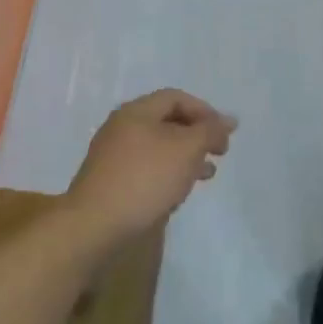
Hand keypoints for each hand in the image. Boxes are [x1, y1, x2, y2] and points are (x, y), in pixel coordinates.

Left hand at [64, 90, 236, 248]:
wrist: (94, 226)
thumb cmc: (145, 179)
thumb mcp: (187, 149)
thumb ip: (209, 131)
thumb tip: (229, 120)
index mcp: (137, 111)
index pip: (176, 97)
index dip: (205, 111)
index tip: (225, 134)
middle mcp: (122, 126)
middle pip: (167, 121)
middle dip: (197, 135)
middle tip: (220, 153)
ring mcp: (112, 155)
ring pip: (158, 147)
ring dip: (185, 156)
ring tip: (207, 174)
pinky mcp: (110, 181)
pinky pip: (146, 167)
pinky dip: (167, 173)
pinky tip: (178, 191)